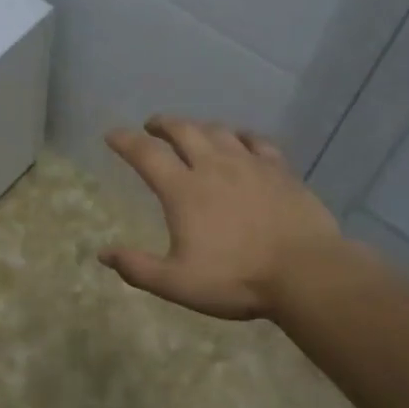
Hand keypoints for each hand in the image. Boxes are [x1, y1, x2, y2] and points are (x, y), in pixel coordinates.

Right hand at [101, 116, 344, 320]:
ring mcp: (250, 164)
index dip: (125, 141)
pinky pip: (257, 141)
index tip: (112, 134)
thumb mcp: (178, 283)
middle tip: (152, 126)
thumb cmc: (236, 279)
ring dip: (199, 126)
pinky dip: (242, 136)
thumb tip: (103, 254)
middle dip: (163, 124)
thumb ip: (138, 268)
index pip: (146, 154)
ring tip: (192, 131)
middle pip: (184, 131)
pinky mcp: (280, 170)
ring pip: (219, 131)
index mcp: (184, 190)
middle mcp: (214, 166)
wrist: (305, 272)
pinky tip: (241, 140)